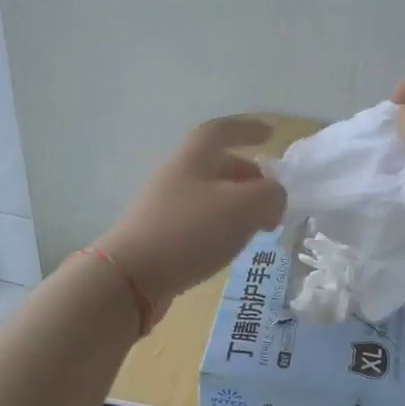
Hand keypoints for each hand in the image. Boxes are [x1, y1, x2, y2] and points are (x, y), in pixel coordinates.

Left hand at [93, 116, 286, 308]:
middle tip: (271, 193)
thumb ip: (270, 195)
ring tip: (258, 223)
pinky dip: (221, 225)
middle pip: (215, 164)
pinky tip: (230, 246)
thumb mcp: (244, 207)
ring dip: (236, 203)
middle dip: (247, 174)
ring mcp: (164, 207)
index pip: (221, 130)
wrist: (130, 277)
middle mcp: (176, 176)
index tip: (270, 134)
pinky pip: (198, 220)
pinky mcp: (160, 236)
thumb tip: (274, 197)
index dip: (247, 128)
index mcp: (194, 158)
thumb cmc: (190, 231)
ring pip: (208, 195)